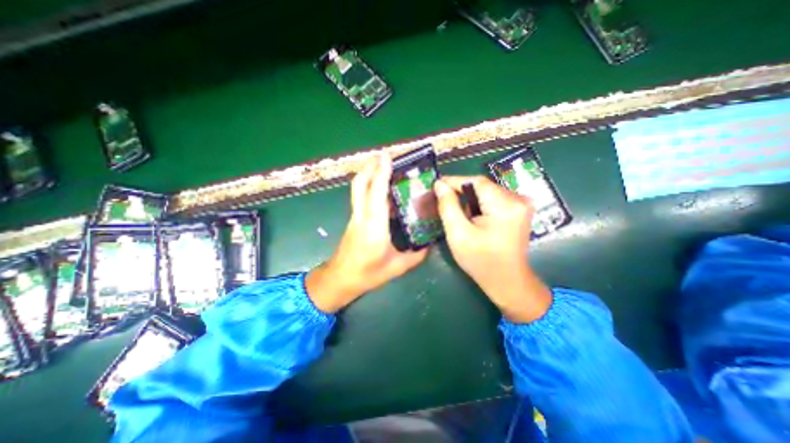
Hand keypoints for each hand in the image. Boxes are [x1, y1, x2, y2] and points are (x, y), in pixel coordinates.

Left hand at [304, 155, 429, 311]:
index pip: (376, 192)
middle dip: (370, 166)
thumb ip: (416, 255)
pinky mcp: (354, 219)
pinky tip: (380, 187)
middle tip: (383, 155)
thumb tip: (429, 244)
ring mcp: (355, 216)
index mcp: (374, 226)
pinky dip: (369, 185)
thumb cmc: (368, 274)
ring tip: (382, 165)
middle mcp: (362, 216)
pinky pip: (360, 196)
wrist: (340, 279)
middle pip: (360, 184)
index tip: (387, 156)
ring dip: (368, 173)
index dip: (381, 172)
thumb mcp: (397, 267)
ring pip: (358, 188)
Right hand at [434, 176, 550, 322]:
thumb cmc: (481, 261)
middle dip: (461, 192)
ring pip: (487, 192)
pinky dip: (479, 205)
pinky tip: (472, 217)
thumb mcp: (458, 234)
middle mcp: (519, 199)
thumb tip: (439, 185)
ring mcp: (522, 204)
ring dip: (470, 199)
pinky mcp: (519, 210)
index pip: (476, 182)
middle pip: (482, 187)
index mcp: (505, 205)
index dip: (454, 181)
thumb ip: (448, 206)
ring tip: (456, 212)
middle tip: (443, 200)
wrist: (507, 281)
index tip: (436, 184)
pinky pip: (494, 199)